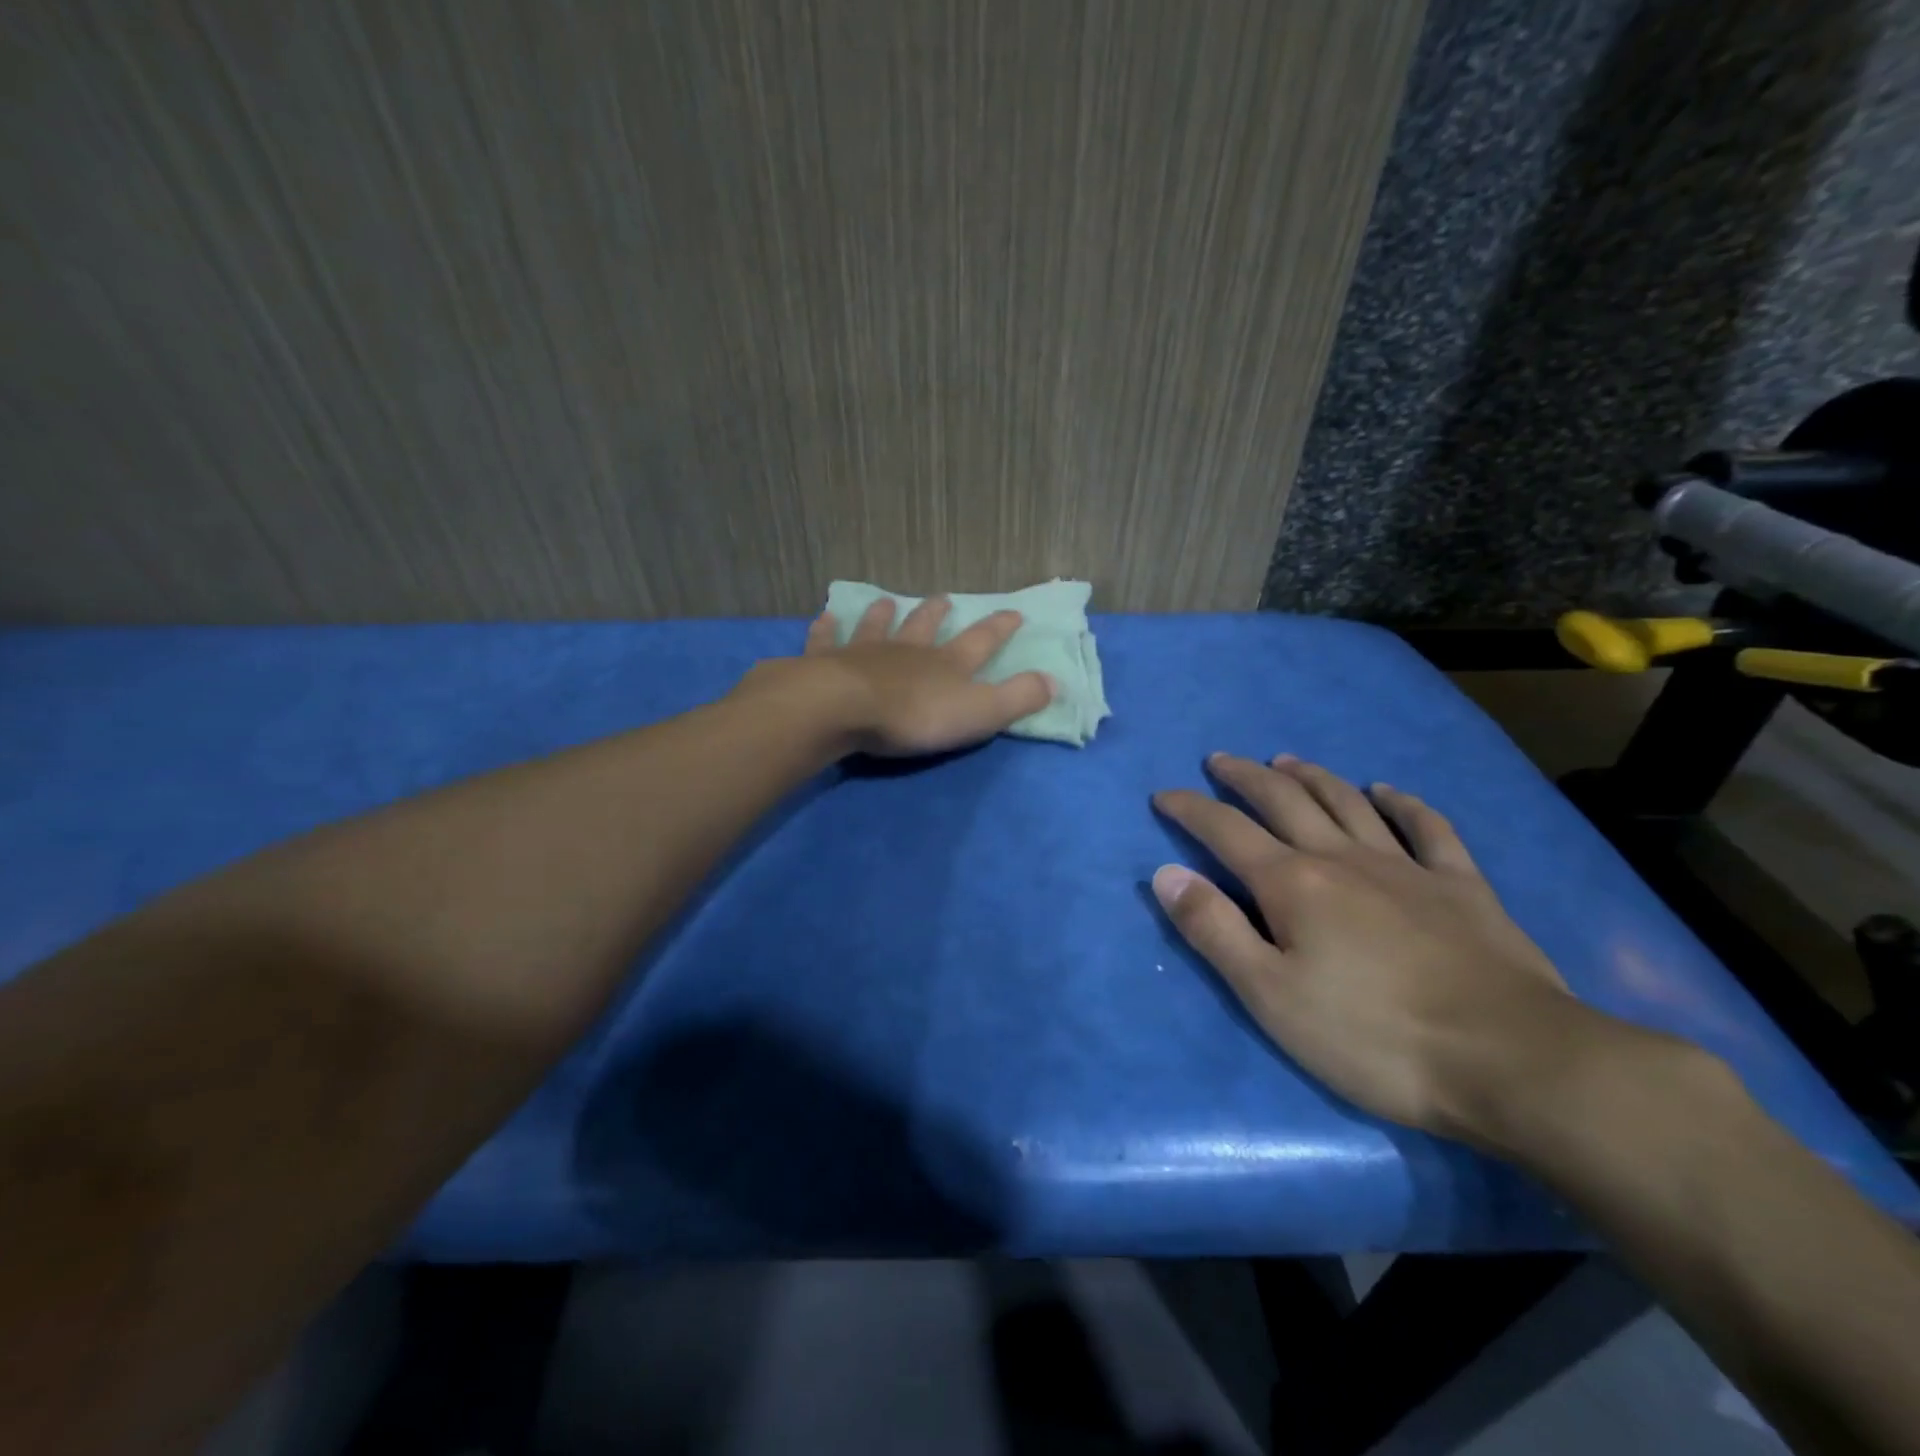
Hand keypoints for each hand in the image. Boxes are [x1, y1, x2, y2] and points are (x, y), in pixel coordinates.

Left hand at [741, 596, 1054, 757]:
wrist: (845, 709)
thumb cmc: (915, 716)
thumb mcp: (980, 712)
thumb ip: (1018, 697)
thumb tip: (1055, 680)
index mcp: (948, 664)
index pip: (982, 641)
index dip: (1000, 628)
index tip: (1014, 612)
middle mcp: (909, 651)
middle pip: (926, 627)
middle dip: (937, 614)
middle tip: (942, 598)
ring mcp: (866, 653)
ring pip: (879, 627)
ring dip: (885, 615)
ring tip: (887, 601)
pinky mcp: (828, 662)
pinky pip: (828, 640)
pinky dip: (827, 628)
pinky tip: (825, 616)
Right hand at [1151, 753, 1642, 1148]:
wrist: (1510, 1060)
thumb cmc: (1372, 1036)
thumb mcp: (1270, 995)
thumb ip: (1214, 929)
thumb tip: (1165, 874)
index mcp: (1292, 884)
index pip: (1225, 831)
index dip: (1190, 809)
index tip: (1163, 795)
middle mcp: (1342, 858)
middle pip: (1284, 800)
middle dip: (1245, 777)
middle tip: (1219, 761)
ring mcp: (1406, 867)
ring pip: (1348, 803)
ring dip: (1311, 776)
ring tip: (1286, 760)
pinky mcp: (1461, 886)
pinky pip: (1427, 828)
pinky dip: (1402, 803)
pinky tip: (1387, 791)